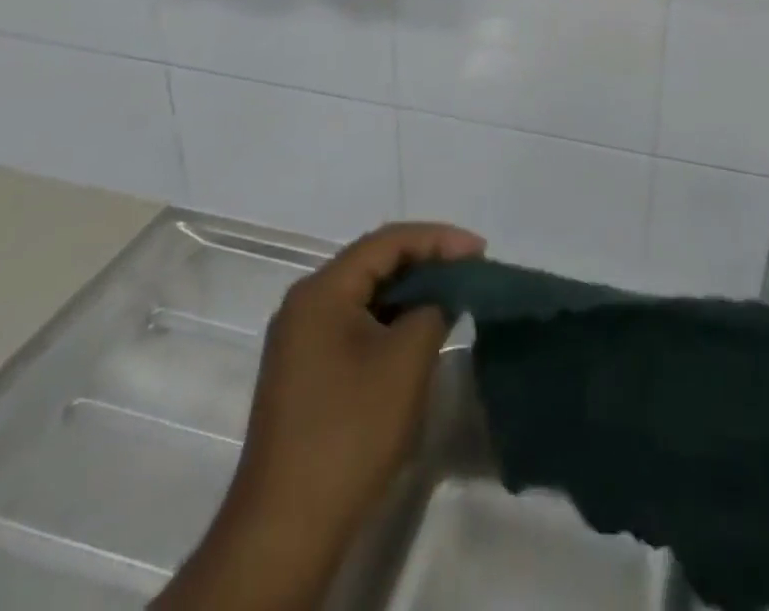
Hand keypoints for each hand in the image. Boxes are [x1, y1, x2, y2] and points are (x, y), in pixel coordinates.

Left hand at [154, 222, 484, 610]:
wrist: (287, 528)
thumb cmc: (351, 429)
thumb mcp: (407, 357)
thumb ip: (433, 308)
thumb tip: (440, 297)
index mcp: (322, 290)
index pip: (388, 241)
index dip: (439, 239)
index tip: (481, 252)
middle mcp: (305, 304)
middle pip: (375, 262)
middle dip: (427, 261)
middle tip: (472, 270)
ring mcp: (301, 340)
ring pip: (367, 294)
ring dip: (411, 290)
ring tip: (455, 294)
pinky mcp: (307, 371)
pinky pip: (357, 323)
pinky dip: (393, 318)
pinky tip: (421, 330)